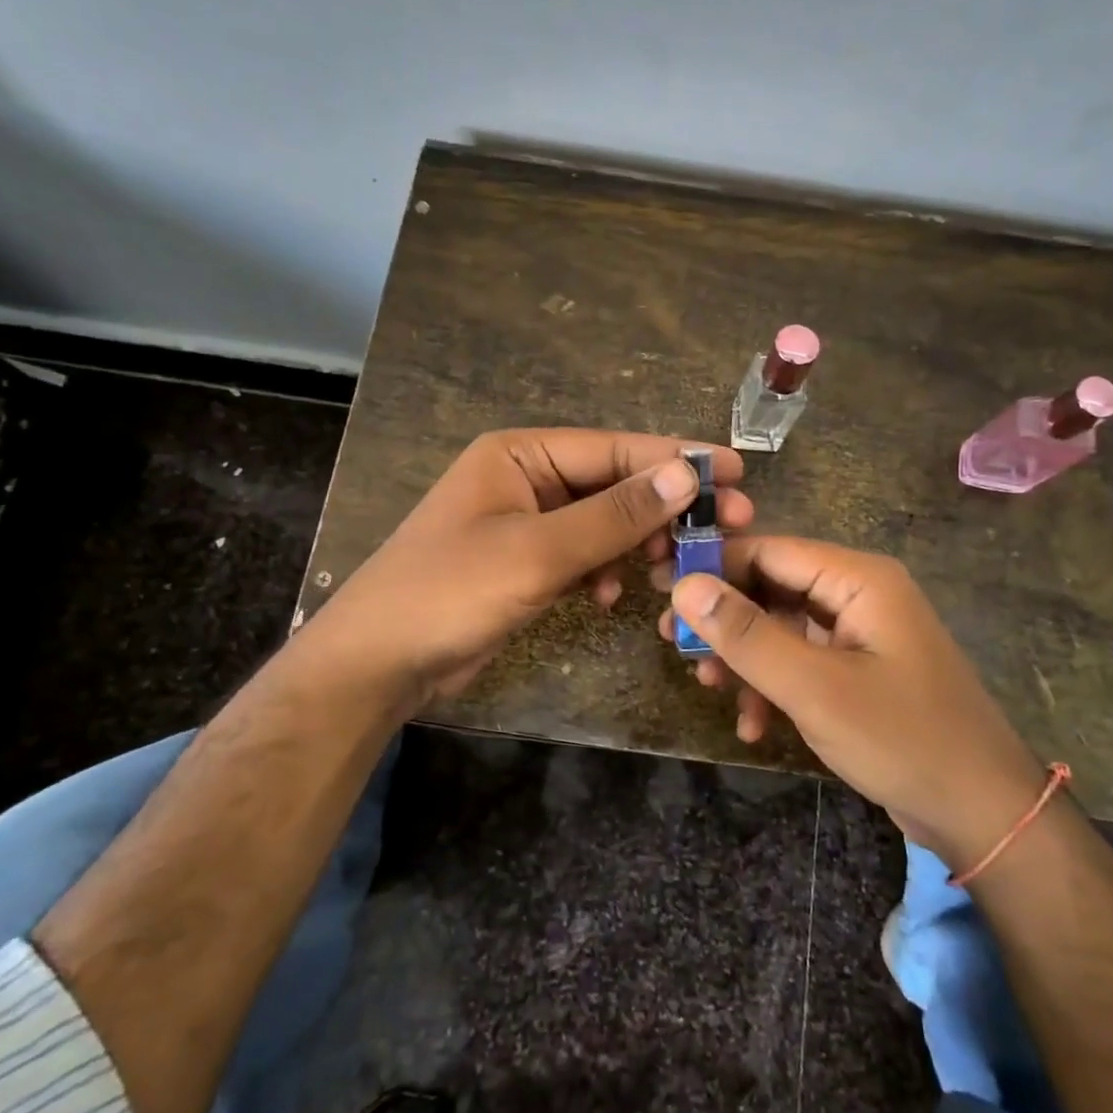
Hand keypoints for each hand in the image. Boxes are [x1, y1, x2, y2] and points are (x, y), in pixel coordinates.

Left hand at [303, 429, 751, 716]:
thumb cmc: (450, 592)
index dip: (676, 459)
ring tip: (672, 570)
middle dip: (664, 508)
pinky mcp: (525, 562)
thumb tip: (686, 476)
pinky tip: (609, 598)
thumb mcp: (538, 552)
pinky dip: (602, 572)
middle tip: (729, 525)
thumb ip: (614, 515)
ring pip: (603, 522)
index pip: (614, 448)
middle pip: (613, 483)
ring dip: (637, 544)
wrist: (378, 664)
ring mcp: (525, 522)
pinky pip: (582, 555)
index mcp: (520, 454)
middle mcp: (525, 478)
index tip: (734, 472)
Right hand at [660, 537, 1045, 871]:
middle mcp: (859, 594)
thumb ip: (747, 635)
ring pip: (782, 627)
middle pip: (773, 587)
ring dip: (745, 658)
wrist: (983, 815)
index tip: (662, 591)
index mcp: (858, 579)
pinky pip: (802, 661)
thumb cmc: (902, 739)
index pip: (769, 550)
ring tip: (709, 688)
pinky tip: (753, 725)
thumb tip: (685, 586)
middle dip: (726, 619)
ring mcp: (861, 634)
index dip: (713, 567)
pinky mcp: (859, 670)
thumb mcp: (814, 688)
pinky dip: (773, 686)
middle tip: (676, 645)